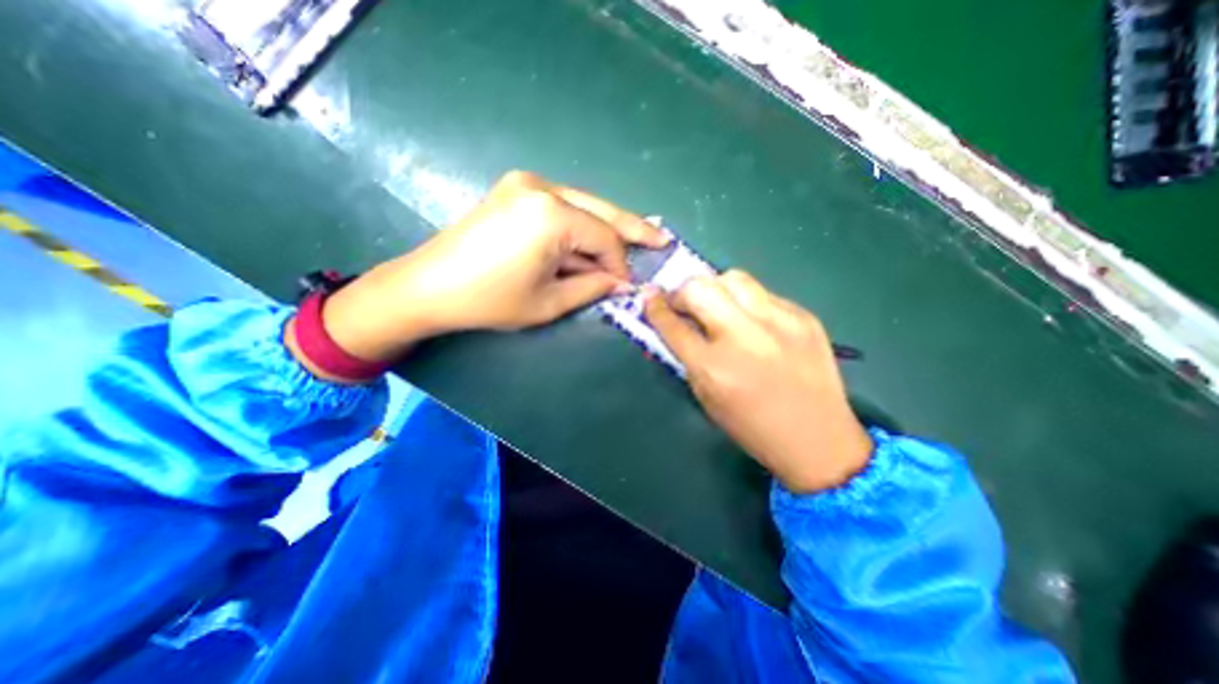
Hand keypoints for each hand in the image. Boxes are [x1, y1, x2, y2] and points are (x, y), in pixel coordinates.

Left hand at [298, 170, 671, 372]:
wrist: (429, 285)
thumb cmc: (489, 300)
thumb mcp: (548, 302)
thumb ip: (592, 287)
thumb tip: (621, 283)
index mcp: (551, 215)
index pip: (604, 238)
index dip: (620, 265)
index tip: (627, 287)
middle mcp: (542, 187)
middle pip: (602, 211)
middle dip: (632, 229)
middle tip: (661, 239)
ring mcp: (526, 183)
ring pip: (585, 205)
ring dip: (606, 228)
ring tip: (636, 241)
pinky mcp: (516, 189)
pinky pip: (564, 206)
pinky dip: (582, 225)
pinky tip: (594, 240)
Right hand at [642, 271, 871, 492]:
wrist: (818, 439)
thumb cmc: (752, 427)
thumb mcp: (707, 398)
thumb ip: (687, 358)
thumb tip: (675, 325)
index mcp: (713, 367)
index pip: (672, 324)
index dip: (655, 307)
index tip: (648, 296)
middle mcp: (743, 337)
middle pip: (699, 288)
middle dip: (682, 291)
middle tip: (683, 303)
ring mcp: (778, 322)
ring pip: (733, 278)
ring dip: (715, 288)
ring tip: (717, 306)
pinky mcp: (803, 316)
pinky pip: (763, 294)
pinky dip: (747, 302)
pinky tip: (753, 322)